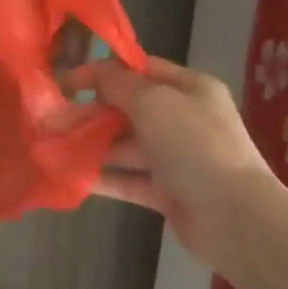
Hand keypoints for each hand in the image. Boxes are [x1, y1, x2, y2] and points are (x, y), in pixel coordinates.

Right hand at [69, 56, 284, 274]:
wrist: (234, 218)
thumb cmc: (194, 146)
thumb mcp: (153, 103)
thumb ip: (118, 84)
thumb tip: (95, 71)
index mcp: (190, 89)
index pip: (140, 70)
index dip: (103, 73)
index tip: (66, 82)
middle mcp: (184, 119)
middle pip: (129, 109)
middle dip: (91, 112)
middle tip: (52, 119)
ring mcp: (177, 158)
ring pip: (126, 146)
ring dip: (92, 146)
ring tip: (54, 148)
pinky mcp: (167, 192)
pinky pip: (128, 179)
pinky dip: (103, 177)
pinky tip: (71, 176)